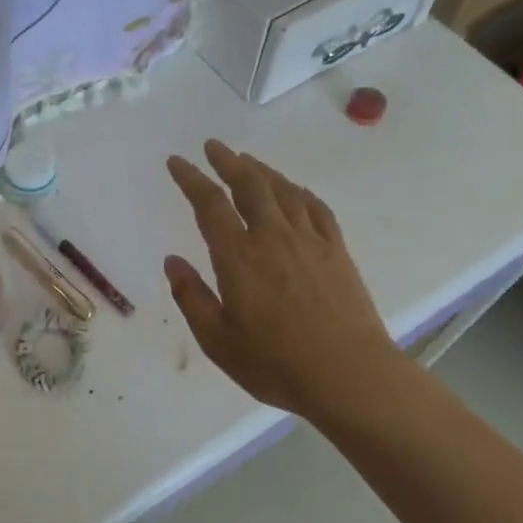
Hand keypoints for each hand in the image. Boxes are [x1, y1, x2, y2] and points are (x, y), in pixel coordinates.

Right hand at [164, 140, 400, 418]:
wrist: (350, 376)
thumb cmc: (276, 363)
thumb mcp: (218, 340)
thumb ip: (191, 297)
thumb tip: (172, 261)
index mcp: (239, 257)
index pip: (209, 204)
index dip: (191, 179)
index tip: (177, 161)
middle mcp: (273, 237)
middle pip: (249, 185)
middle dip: (228, 162)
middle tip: (213, 147)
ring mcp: (309, 240)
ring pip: (283, 190)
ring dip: (261, 170)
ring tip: (246, 161)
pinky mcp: (336, 251)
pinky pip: (316, 208)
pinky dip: (299, 192)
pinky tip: (294, 190)